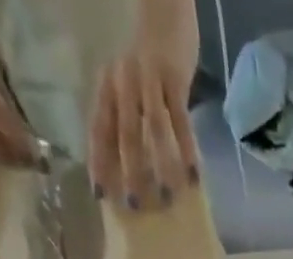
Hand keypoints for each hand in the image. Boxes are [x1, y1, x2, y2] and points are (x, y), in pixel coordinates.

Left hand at [89, 0, 199, 208]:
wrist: (165, 7)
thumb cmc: (148, 56)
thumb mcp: (128, 83)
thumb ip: (127, 116)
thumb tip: (132, 165)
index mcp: (109, 86)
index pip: (99, 129)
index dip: (99, 163)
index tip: (101, 196)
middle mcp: (124, 83)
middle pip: (124, 135)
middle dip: (128, 172)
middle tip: (135, 206)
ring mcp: (149, 81)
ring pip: (151, 130)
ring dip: (159, 167)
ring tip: (167, 198)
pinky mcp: (174, 79)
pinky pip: (180, 121)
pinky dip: (186, 150)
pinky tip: (193, 176)